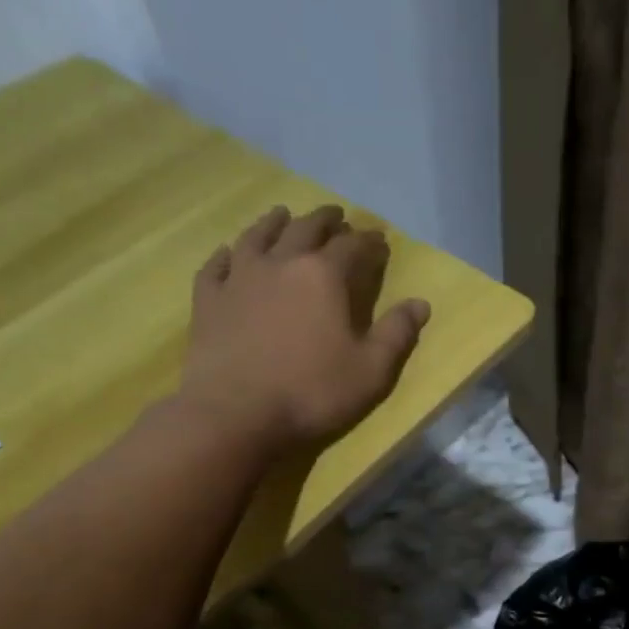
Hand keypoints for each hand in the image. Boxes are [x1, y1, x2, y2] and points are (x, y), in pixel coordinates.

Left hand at [180, 204, 430, 452]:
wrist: (236, 414)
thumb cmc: (312, 392)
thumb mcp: (372, 370)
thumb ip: (397, 333)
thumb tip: (420, 303)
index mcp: (324, 276)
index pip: (352, 246)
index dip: (369, 241)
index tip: (379, 239)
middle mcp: (280, 264)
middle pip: (304, 229)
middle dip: (325, 220)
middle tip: (335, 215)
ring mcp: (239, 279)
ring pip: (257, 236)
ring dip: (273, 223)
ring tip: (282, 214)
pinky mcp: (208, 301)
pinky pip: (216, 266)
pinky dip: (226, 254)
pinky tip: (228, 252)